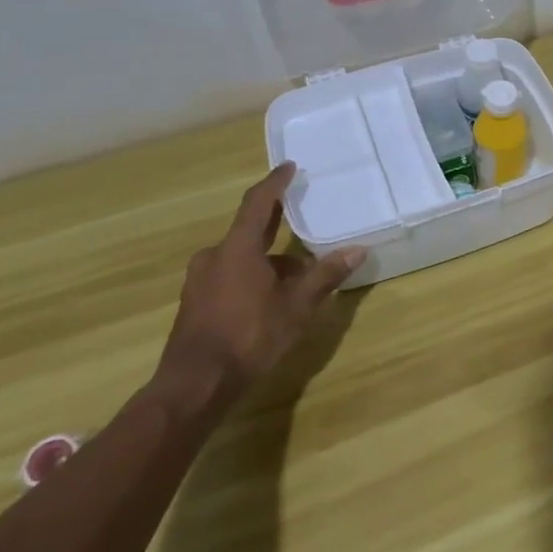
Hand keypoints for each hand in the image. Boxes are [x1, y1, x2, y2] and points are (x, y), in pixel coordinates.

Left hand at [156, 163, 366, 401]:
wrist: (195, 384)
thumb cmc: (249, 337)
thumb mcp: (296, 307)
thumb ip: (325, 276)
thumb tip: (357, 250)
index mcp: (238, 248)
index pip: (258, 202)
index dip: (275, 183)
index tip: (289, 167)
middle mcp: (214, 255)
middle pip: (249, 229)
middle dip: (276, 223)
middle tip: (301, 214)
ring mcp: (200, 279)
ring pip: (241, 257)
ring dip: (269, 259)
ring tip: (299, 275)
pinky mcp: (196, 301)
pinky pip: (230, 274)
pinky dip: (253, 276)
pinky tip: (272, 297)